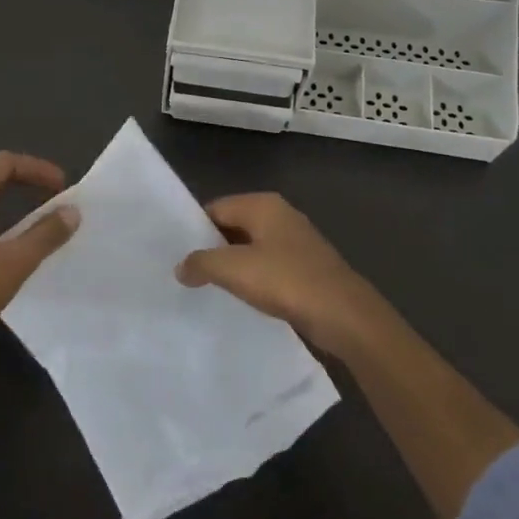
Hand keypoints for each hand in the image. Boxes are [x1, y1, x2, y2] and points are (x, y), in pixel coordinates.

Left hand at [0, 151, 79, 345]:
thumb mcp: (15, 261)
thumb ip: (46, 233)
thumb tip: (72, 211)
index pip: (5, 162)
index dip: (37, 169)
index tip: (62, 186)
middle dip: (24, 181)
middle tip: (53, 196)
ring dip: (8, 198)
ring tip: (35, 215)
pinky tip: (6, 237)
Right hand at [177, 193, 384, 357]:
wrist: (343, 314)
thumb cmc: (286, 281)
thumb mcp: (233, 270)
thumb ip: (201, 263)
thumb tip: (181, 267)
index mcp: (262, 204)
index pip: (215, 208)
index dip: (194, 229)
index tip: (175, 253)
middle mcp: (280, 214)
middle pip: (233, 226)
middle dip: (212, 248)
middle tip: (186, 273)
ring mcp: (296, 241)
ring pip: (251, 248)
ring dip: (233, 266)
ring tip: (208, 288)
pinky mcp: (306, 267)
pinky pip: (269, 266)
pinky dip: (253, 279)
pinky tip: (243, 298)